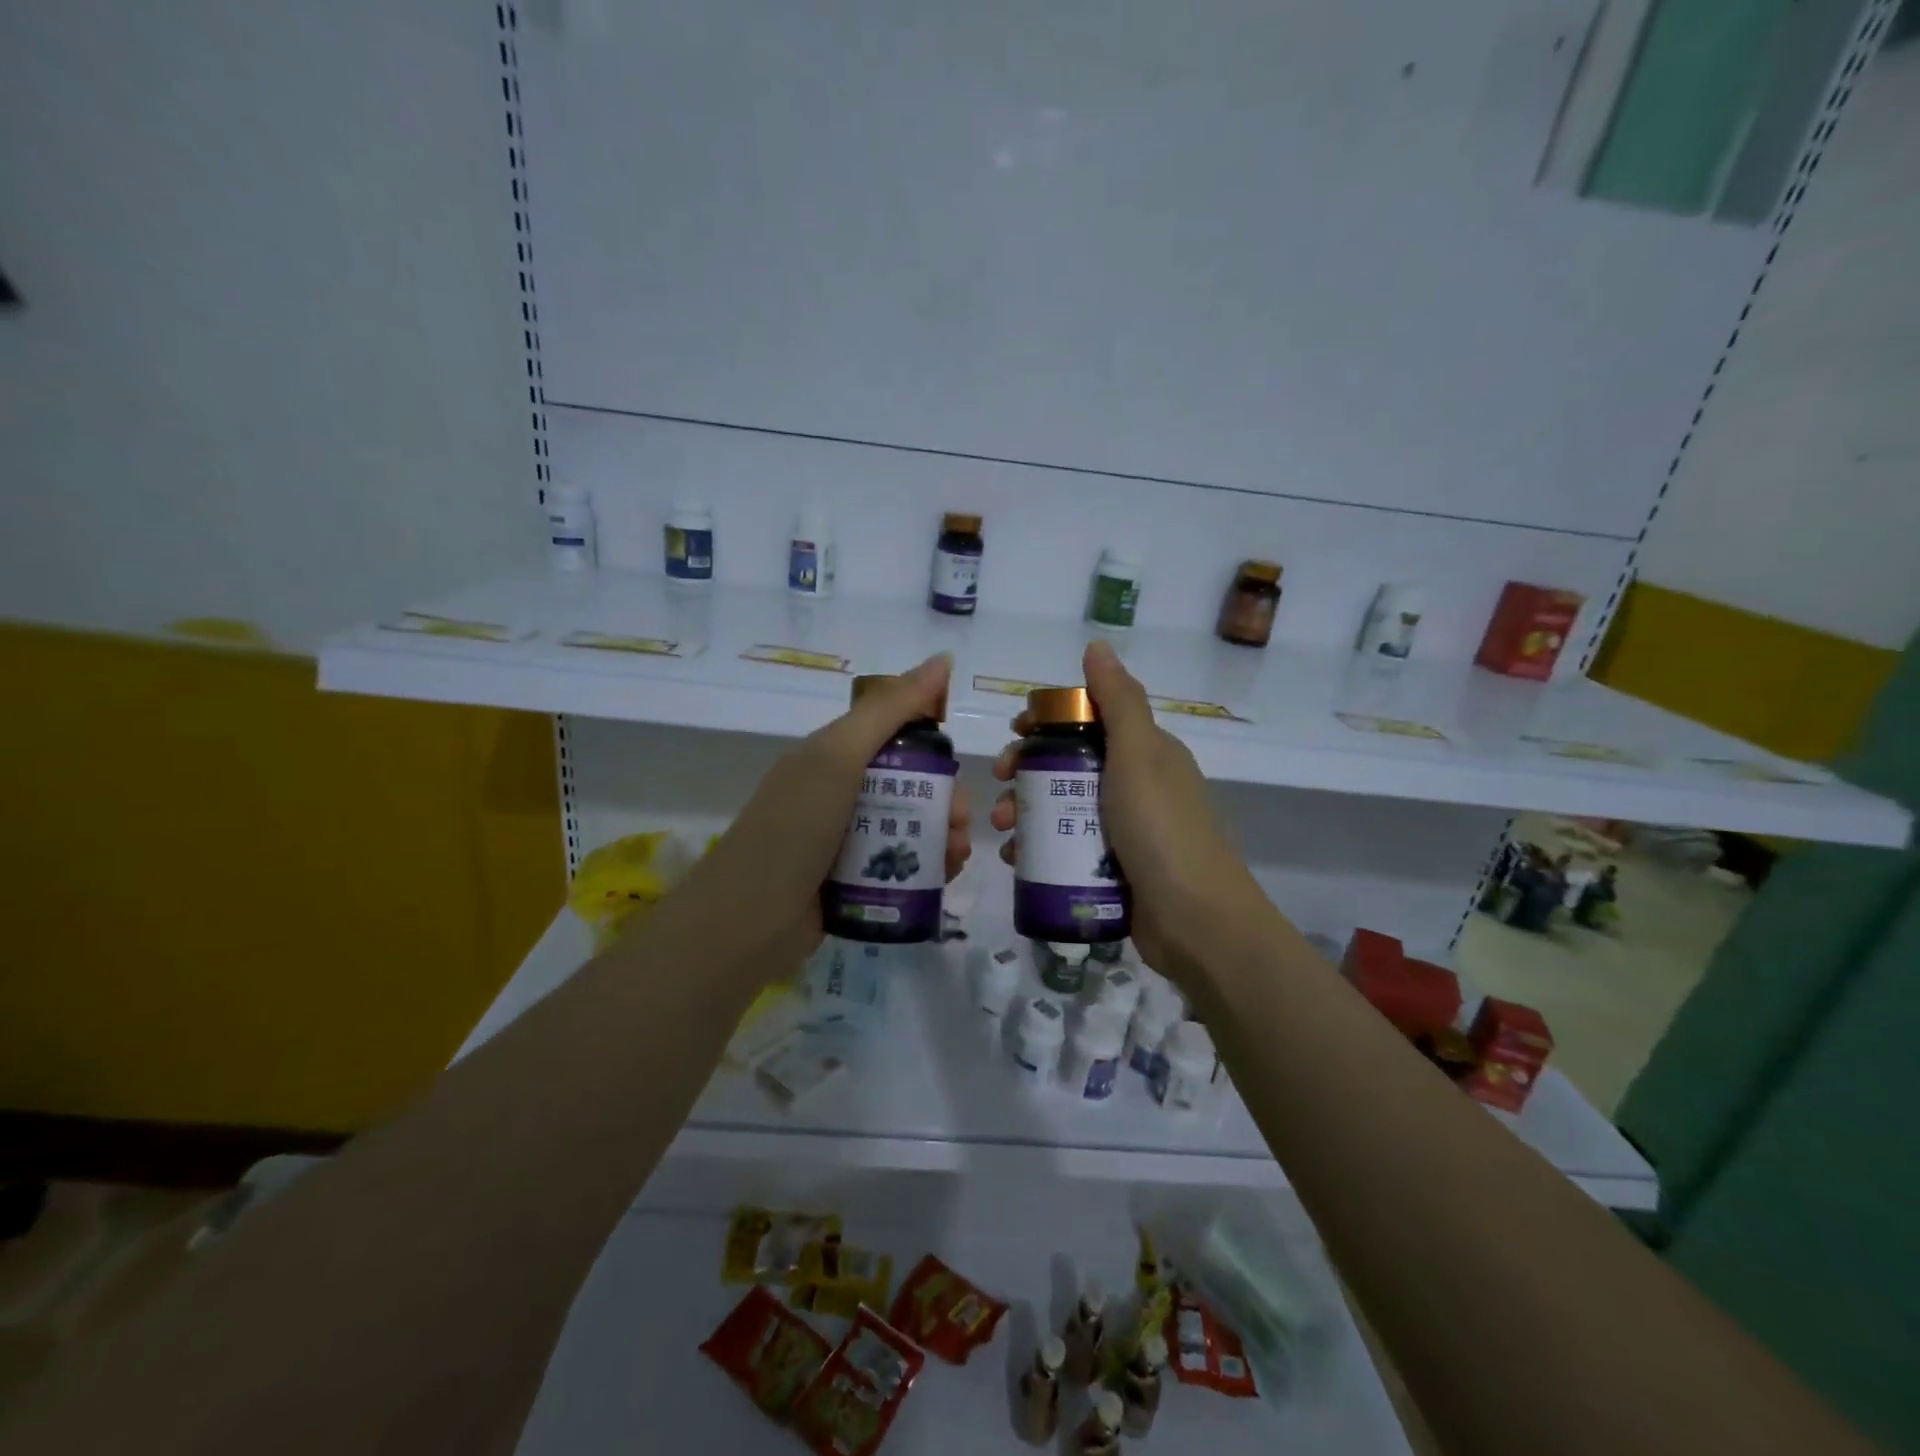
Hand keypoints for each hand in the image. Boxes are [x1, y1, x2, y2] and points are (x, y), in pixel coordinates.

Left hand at [664, 653, 971, 971]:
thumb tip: (943, 658)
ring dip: (942, 837)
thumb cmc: (795, 827)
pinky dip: (927, 869)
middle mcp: (839, 794)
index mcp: (833, 757)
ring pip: (909, 828)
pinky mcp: (852, 882)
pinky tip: (943, 878)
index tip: (956, 770)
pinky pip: (900, 866)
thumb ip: (890, 708)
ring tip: (955, 858)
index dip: (931, 750)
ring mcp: (845, 841)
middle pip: (909, 787)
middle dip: (943, 802)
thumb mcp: (840, 756)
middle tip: (957, 825)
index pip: (895, 738)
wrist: (748, 920)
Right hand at [989, 639, 1261, 975]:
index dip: (1048, 722)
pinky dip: (1036, 847)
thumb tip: (1097, 646)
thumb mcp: (1140, 754)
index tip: (1015, 733)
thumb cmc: (1161, 827)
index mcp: (1144, 752)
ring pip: (1061, 807)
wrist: (1195, 920)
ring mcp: (1122, 830)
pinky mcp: (1110, 868)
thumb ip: (1118, 700)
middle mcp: (1134, 785)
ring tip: (1002, 830)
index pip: (1088, 720)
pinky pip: (1064, 847)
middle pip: (1068, 765)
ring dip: (1024, 811)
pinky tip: (1015, 859)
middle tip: (999, 785)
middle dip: (1026, 771)